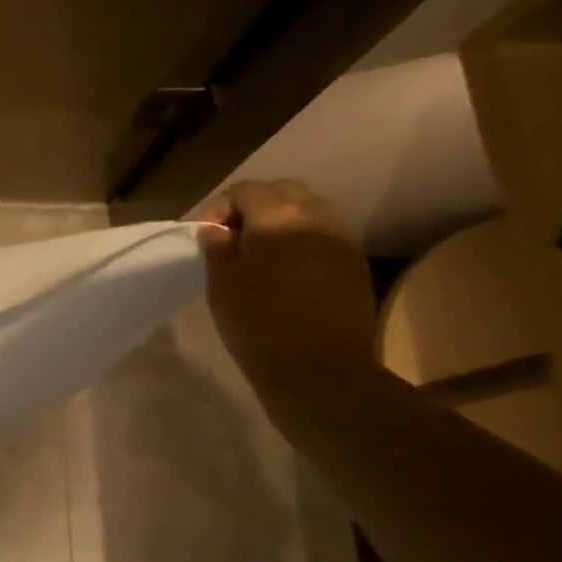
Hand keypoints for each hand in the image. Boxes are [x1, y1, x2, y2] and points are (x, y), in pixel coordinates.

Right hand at [196, 180, 376, 410]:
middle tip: (231, 237)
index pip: (246, 190)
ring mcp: (341, 241)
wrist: (320, 371)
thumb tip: (217, 230)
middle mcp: (316, 218)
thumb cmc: (258, 323)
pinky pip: (324, 236)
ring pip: (309, 211)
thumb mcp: (222, 284)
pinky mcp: (355, 266)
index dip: (219, 207)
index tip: (206, 236)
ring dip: (281, 221)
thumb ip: (218, 248)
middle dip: (253, 206)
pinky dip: (301, 240)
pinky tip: (286, 271)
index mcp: (278, 218)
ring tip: (259, 253)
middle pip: (283, 191)